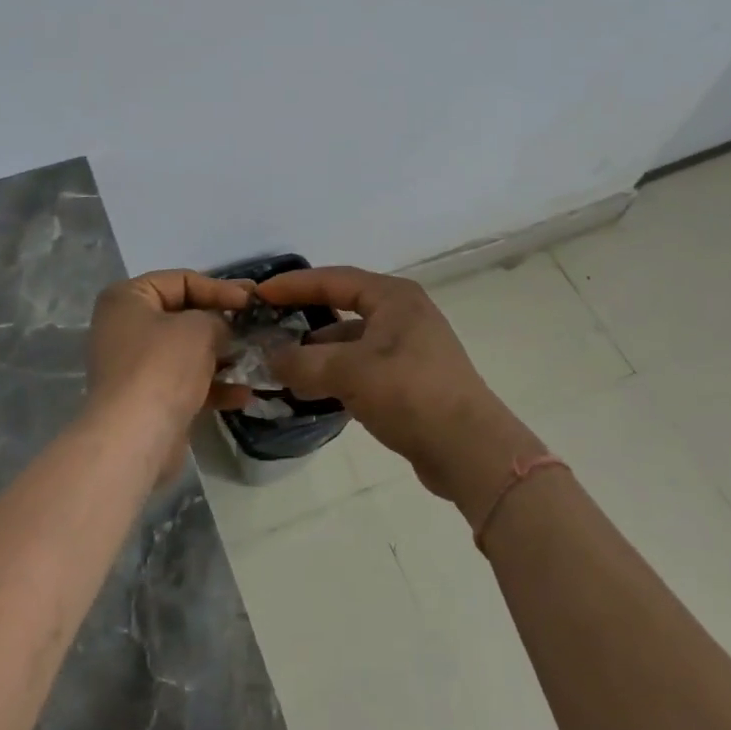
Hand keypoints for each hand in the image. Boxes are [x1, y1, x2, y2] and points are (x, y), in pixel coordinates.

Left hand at [85, 270, 252, 446]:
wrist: (134, 438)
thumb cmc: (163, 366)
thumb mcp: (199, 327)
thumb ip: (216, 318)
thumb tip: (222, 329)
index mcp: (128, 298)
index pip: (181, 280)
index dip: (219, 287)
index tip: (251, 299)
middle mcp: (126, 327)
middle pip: (183, 315)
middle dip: (221, 322)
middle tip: (256, 324)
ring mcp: (135, 365)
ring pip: (187, 351)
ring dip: (221, 355)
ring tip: (255, 358)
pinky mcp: (148, 398)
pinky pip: (185, 382)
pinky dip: (213, 385)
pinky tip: (244, 394)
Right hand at [256, 266, 541, 509]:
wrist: (470, 450)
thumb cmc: (410, 394)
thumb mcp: (349, 373)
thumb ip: (302, 362)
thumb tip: (269, 358)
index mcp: (393, 297)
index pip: (334, 279)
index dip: (294, 285)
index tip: (260, 294)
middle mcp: (403, 314)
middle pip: (342, 307)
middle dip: (304, 319)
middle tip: (268, 329)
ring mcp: (409, 348)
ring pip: (351, 341)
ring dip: (319, 353)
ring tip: (283, 369)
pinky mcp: (410, 379)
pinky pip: (362, 366)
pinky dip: (337, 374)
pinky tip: (313, 391)